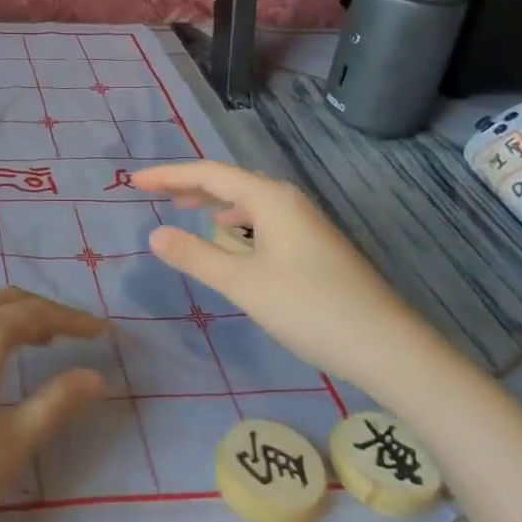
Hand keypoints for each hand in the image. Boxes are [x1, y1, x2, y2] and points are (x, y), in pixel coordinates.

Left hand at [0, 288, 108, 521]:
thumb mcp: (11, 444)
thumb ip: (57, 402)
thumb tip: (96, 375)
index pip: (36, 313)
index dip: (73, 320)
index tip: (103, 332)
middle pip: (4, 300)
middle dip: (42, 311)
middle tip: (73, 333)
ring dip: (9, 314)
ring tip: (36, 339)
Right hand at [133, 160, 442, 390]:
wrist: (388, 347)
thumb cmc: (310, 308)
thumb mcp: (243, 284)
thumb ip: (195, 256)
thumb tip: (154, 234)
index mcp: (270, 198)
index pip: (208, 174)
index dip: (168, 175)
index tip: (134, 181)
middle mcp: (288, 201)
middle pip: (229, 182)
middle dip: (189, 185)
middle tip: (153, 193)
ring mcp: (305, 223)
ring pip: (248, 202)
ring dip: (213, 203)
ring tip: (185, 210)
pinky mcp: (314, 246)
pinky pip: (263, 220)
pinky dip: (236, 223)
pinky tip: (231, 240)